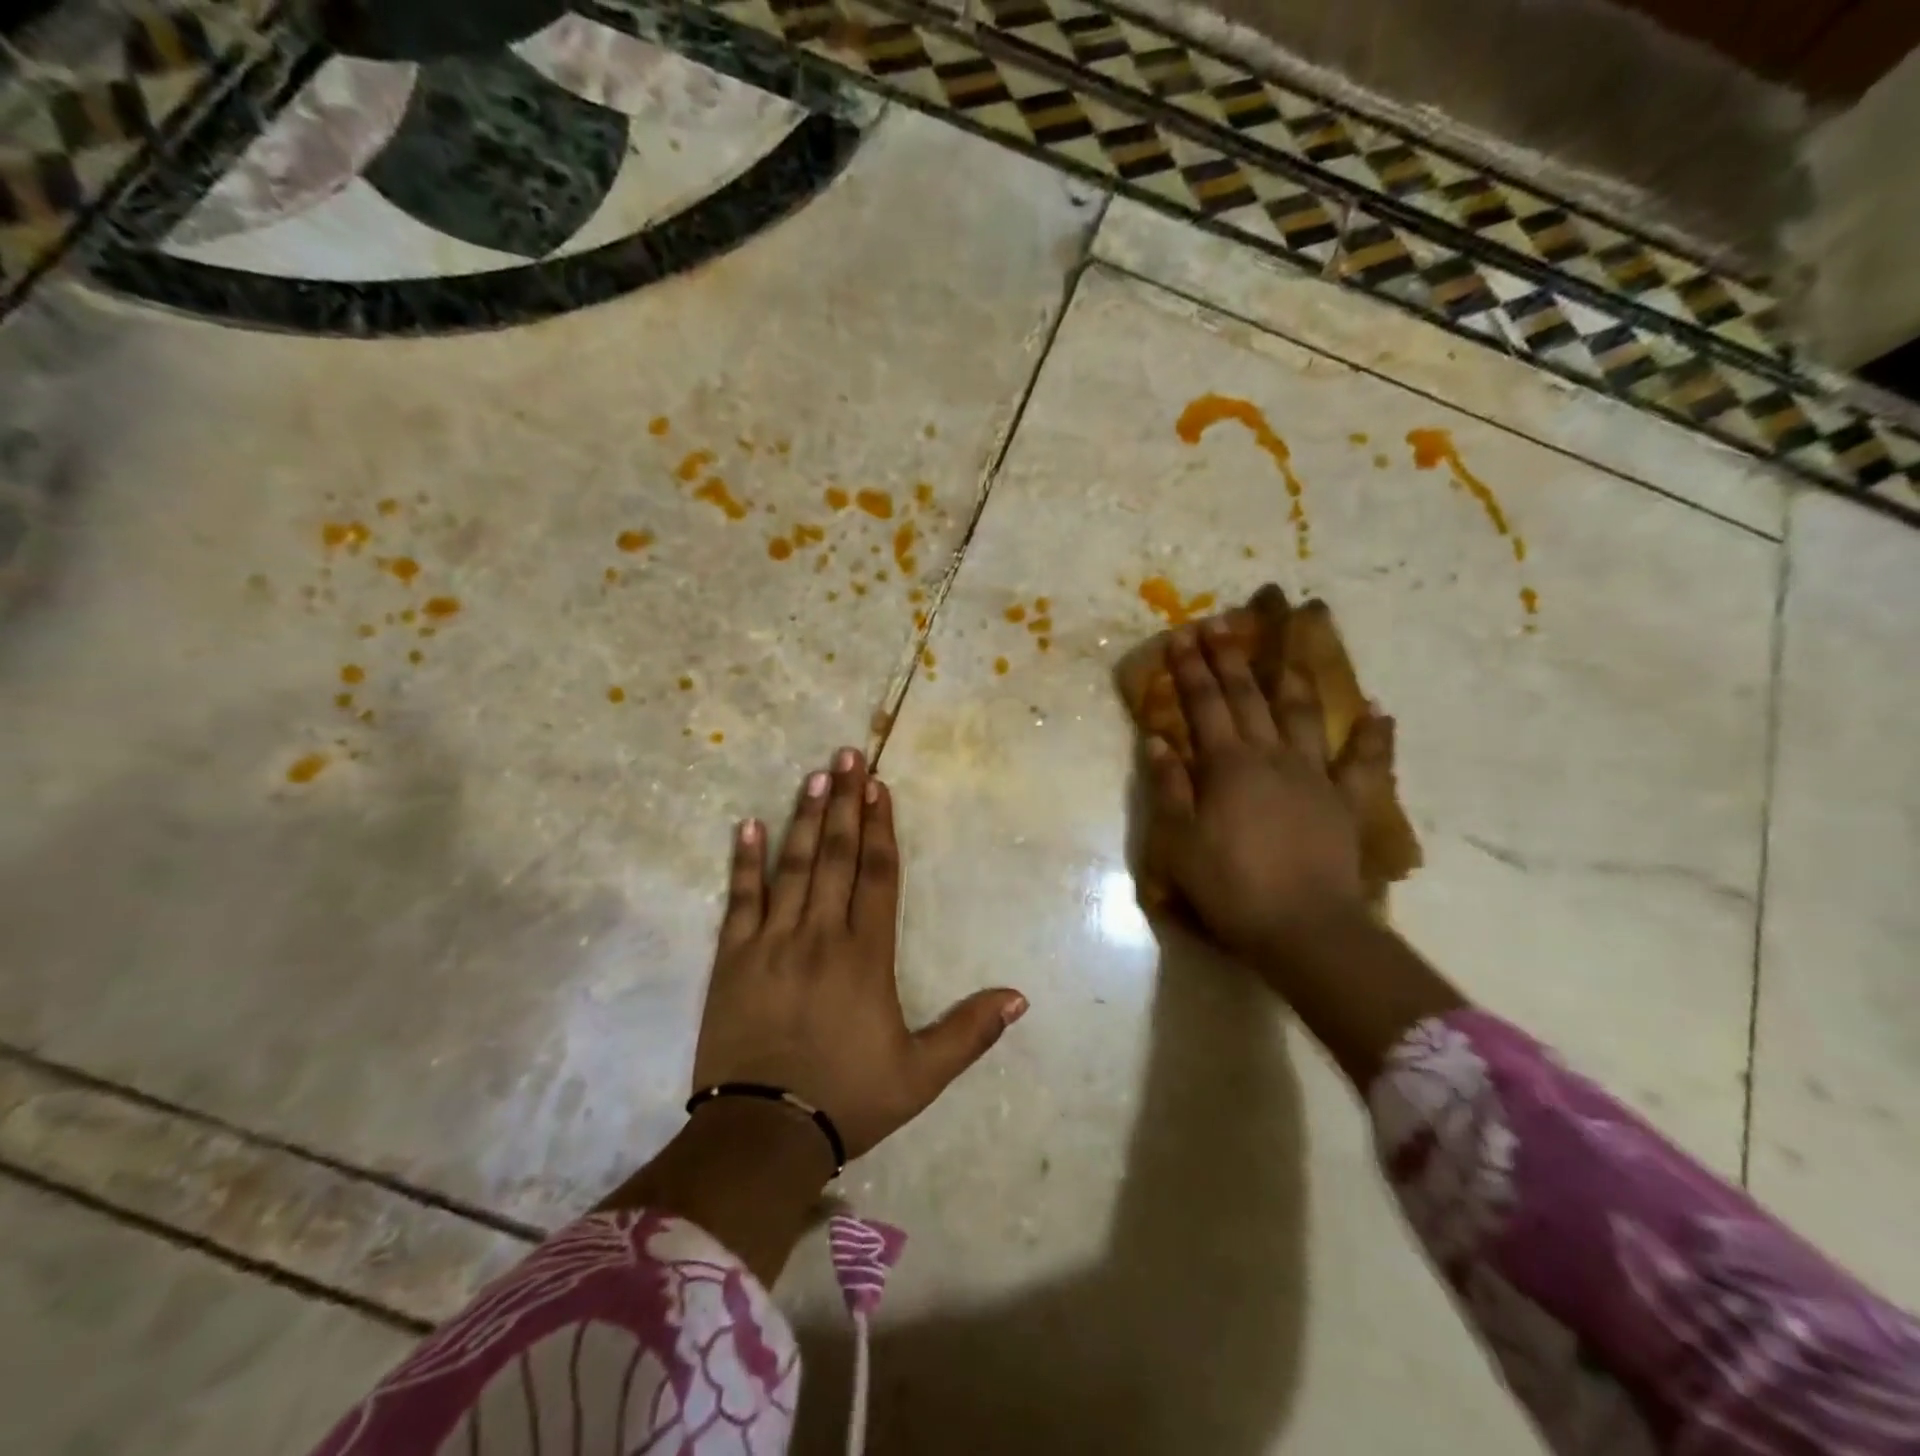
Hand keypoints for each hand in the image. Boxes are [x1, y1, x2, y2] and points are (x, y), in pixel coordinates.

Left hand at [691, 748, 1027, 1163]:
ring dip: (803, 818)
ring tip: (814, 775)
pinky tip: (748, 826)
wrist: (762, 1135)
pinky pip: (740, 900)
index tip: (879, 788)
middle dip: (844, 803)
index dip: (881, 828)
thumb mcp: (921, 1075)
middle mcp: (821, 935)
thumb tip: (1020, 997)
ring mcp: (773, 942)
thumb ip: (970, 1031)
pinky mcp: (733, 959)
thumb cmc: (847, 1099)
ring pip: (792, 867)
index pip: (878, 876)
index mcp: (865, 956)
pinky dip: (744, 862)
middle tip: (847, 755)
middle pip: (836, 855)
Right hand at [1142, 620, 1391, 959]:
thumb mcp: (1180, 842)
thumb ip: (1169, 787)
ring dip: (1291, 679)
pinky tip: (1378, 712)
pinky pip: (1365, 762)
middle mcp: (1271, 757)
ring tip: (1288, 650)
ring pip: (1303, 715)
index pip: (1204, 705)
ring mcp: (1314, 775)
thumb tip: (1157, 740)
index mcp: (1228, 766)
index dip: (1191, 669)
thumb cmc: (1231, 887)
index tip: (1182, 636)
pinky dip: (1373, 736)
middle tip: (1221, 626)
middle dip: (1231, 660)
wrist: (1304, 929)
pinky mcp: (1346, 802)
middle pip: (1248, 698)